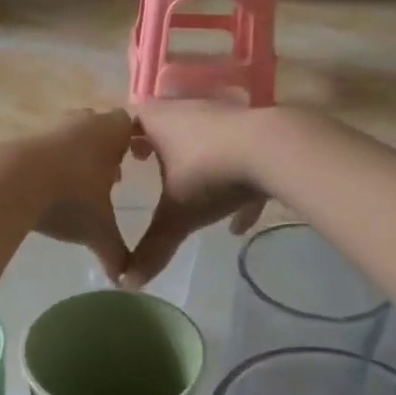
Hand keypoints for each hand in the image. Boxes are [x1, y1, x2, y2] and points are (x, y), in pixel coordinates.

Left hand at [11, 109, 135, 281]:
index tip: (137, 160)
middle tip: (110, 178)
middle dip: (106, 151)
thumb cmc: (70, 198)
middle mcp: (82, 121)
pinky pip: (44, 148)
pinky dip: (50, 164)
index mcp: (111, 132)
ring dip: (76, 157)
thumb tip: (126, 282)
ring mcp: (50, 126)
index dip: (134, 142)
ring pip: (70, 136)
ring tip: (77, 188)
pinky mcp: (22, 138)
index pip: (130, 125)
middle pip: (99, 127)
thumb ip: (116, 253)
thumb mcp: (99, 231)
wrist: (10, 182)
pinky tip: (48, 190)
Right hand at [123, 102, 270, 290]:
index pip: (131, 119)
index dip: (121, 137)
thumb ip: (152, 248)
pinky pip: (240, 157)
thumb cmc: (210, 175)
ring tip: (193, 196)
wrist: (274, 150)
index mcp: (161, 122)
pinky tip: (240, 223)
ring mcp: (227, 118)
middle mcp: (190, 112)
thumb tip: (128, 283)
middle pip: (167, 124)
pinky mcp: (257, 131)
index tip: (122, 156)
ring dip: (198, 164)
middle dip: (158, 146)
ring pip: (204, 139)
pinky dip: (237, 185)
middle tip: (148, 166)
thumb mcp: (176, 216)